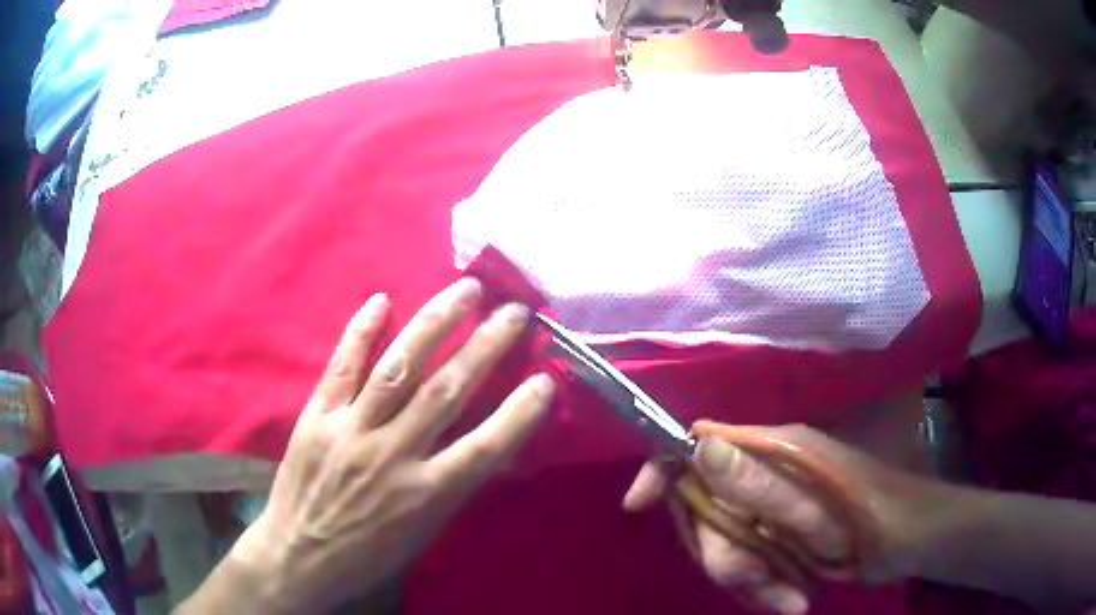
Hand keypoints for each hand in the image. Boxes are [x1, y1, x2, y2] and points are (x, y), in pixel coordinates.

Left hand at [235, 279, 555, 612]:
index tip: (545, 378)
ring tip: (465, 290)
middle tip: (514, 311)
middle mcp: (392, 455)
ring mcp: (351, 431)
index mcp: (426, 494)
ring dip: (435, 323)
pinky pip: (342, 367)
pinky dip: (361, 332)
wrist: (300, 555)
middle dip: (485, 346)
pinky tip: (381, 300)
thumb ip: (454, 487)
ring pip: (398, 368)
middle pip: (445, 391)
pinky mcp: (317, 417)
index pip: (486, 447)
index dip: (520, 412)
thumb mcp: (423, 533)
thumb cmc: (369, 552)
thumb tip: (493, 451)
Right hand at [623, 424, 950, 614]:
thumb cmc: (869, 513)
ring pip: (727, 547)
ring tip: (789, 598)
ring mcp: (771, 510)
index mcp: (770, 450)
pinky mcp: (779, 538)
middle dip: (723, 554)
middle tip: (756, 579)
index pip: (699, 445)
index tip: (638, 505)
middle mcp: (764, 476)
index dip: (664, 470)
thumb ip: (757, 482)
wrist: (908, 537)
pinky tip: (791, 599)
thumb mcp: (814, 505)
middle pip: (707, 513)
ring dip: (751, 580)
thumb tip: (698, 446)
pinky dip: (765, 588)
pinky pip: (749, 566)